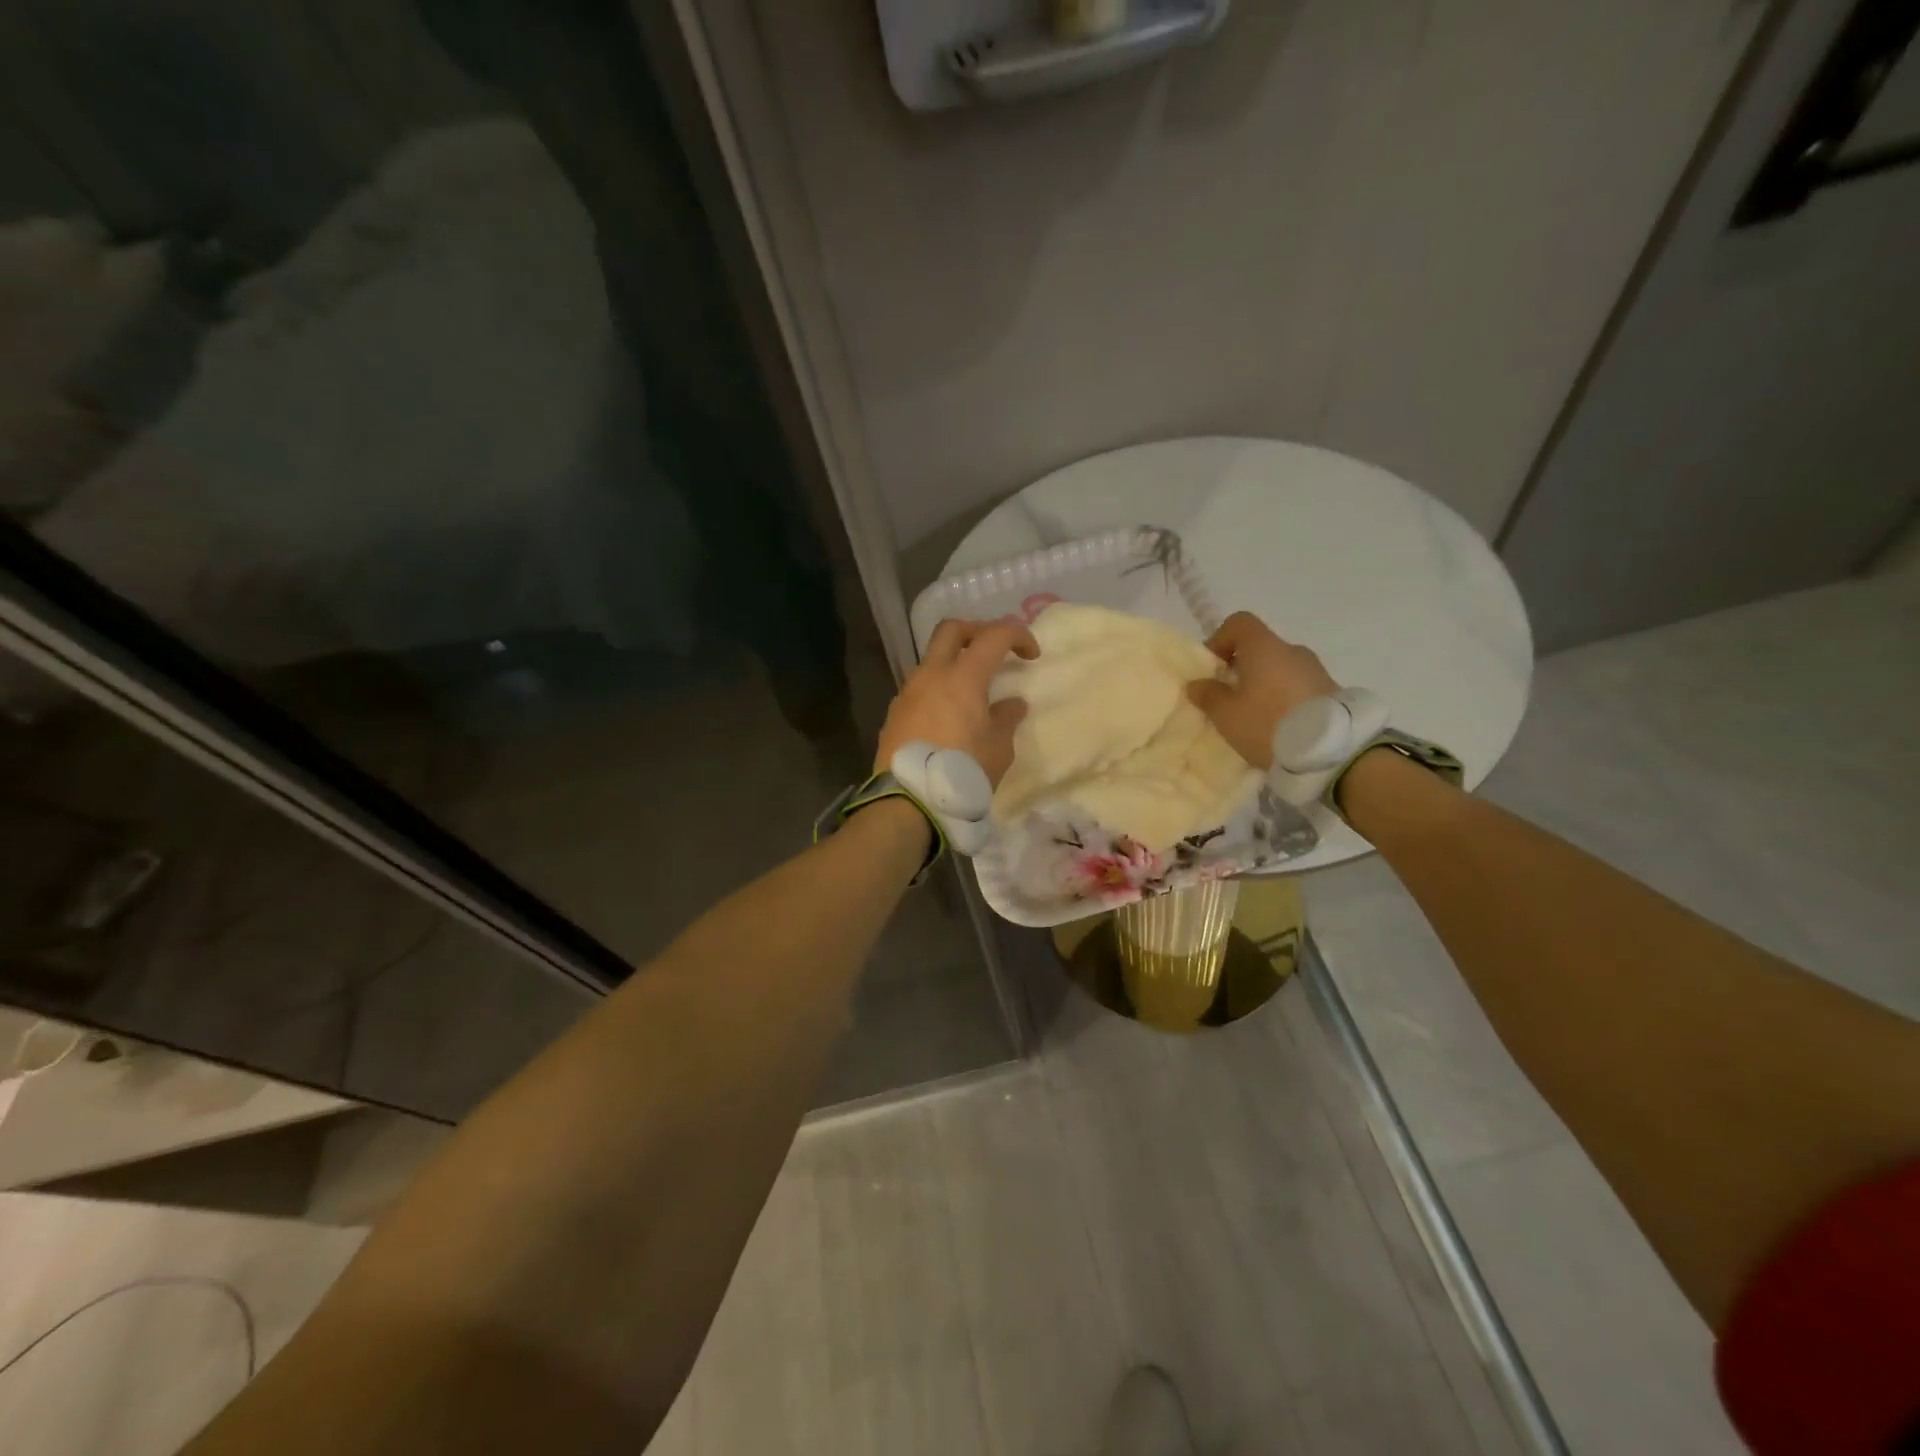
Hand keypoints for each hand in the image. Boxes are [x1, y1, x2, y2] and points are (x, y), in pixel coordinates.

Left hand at [877, 619, 1039, 786]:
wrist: (908, 802)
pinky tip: (949, 716)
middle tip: (995, 650)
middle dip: (977, 631)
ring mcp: (908, 692)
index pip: (994, 635)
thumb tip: (1012, 704)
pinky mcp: (895, 713)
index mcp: (963, 677)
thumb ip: (1006, 719)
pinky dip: (938, 689)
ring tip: (972, 692)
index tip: (1031, 655)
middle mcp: (931, 675)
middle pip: (951, 630)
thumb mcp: (998, 749)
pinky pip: (920, 687)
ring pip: (931, 659)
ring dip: (954, 663)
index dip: (1018, 635)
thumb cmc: (963, 772)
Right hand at [1187, 611, 1339, 769]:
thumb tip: (1198, 684)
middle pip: (1260, 649)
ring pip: (1280, 670)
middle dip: (1241, 669)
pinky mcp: (1332, 693)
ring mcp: (1316, 671)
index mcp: (1264, 647)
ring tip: (1255, 718)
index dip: (1220, 639)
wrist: (1331, 752)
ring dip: (1264, 686)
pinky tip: (1278, 727)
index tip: (1212, 668)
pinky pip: (1298, 688)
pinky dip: (1284, 699)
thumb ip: (1209, 696)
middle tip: (1229, 699)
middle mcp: (1293, 651)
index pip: (1239, 623)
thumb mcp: (1226, 715)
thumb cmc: (1268, 724)